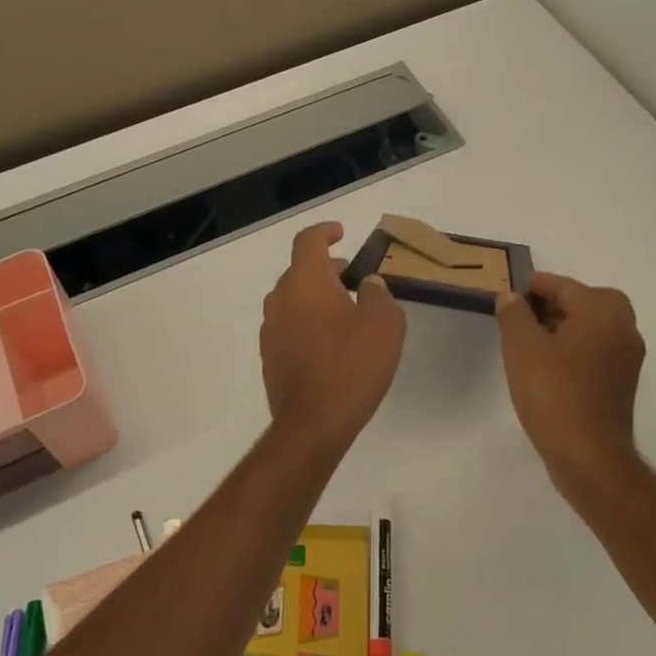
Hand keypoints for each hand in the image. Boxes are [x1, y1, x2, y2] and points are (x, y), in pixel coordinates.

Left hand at [260, 223, 406, 446]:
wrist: (313, 424)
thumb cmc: (351, 366)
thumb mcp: (384, 324)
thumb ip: (379, 295)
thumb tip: (369, 284)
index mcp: (305, 282)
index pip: (307, 241)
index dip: (325, 232)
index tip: (341, 234)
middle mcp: (281, 299)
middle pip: (299, 271)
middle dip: (326, 269)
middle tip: (353, 278)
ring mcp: (271, 330)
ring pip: (293, 299)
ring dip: (317, 297)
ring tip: (346, 312)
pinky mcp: (270, 357)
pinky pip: (290, 326)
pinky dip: (308, 322)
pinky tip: (331, 343)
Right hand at [497, 272, 645, 504]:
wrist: (588, 455)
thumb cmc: (554, 393)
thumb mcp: (522, 347)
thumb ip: (514, 314)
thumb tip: (512, 297)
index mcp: (602, 312)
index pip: (565, 286)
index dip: (537, 285)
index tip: (513, 289)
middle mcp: (623, 329)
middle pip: (588, 302)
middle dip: (557, 303)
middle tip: (527, 313)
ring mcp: (627, 359)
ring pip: (595, 327)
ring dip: (567, 326)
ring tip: (532, 339)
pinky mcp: (622, 384)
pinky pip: (597, 351)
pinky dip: (576, 348)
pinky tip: (549, 365)